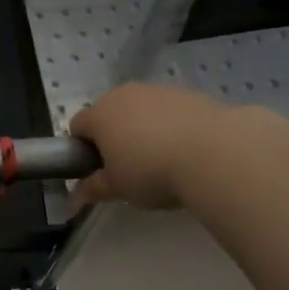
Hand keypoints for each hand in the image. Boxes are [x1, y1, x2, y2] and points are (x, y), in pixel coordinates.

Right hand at [69, 83, 246, 210]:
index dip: (83, 149)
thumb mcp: (117, 188)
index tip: (99, 171)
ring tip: (164, 161)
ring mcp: (159, 90)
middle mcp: (125, 94)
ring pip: (142, 110)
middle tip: (130, 169)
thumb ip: (92, 189)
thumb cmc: (151, 171)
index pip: (77, 126)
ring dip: (145, 130)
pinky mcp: (190, 94)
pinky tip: (188, 151)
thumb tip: (73, 199)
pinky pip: (170, 111)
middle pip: (110, 114)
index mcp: (100, 113)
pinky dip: (172, 126)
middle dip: (115, 137)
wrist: (215, 153)